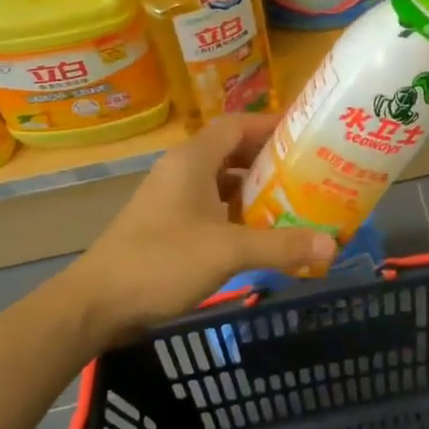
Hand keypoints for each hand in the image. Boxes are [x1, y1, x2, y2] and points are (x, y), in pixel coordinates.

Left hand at [72, 114, 336, 340]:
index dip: (271, 124)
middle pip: (231, 150)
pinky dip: (236, 211)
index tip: (306, 134)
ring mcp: (171, 197)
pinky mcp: (166, 223)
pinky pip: (210, 205)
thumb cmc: (162, 262)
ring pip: (221, 180)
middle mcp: (181, 170)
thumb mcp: (228, 251)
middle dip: (269, 158)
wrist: (95, 304)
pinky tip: (258, 233)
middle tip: (308, 170)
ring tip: (292, 200)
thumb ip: (281, 245)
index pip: (237, 124)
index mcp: (193, 160)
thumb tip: (332, 246)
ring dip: (253, 188)